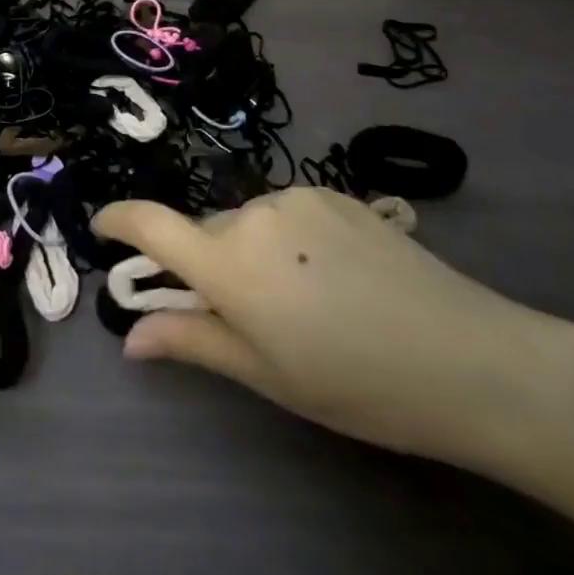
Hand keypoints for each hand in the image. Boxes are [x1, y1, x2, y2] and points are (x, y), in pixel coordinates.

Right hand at [93, 188, 573, 470]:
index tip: (102, 228)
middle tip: (249, 315)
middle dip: (208, 264)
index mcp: (227, 263)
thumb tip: (129, 338)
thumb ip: (192, 342)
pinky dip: (288, 239)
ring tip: (306, 301)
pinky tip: (335, 276)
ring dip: (252, 252)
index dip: (118, 220)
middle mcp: (250, 215)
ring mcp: (294, 197)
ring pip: (247, 222)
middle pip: (205, 232)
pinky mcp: (333, 192)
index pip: (149, 224)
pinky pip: (286, 213)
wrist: (470, 357)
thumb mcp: (266, 375)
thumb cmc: (357, 383)